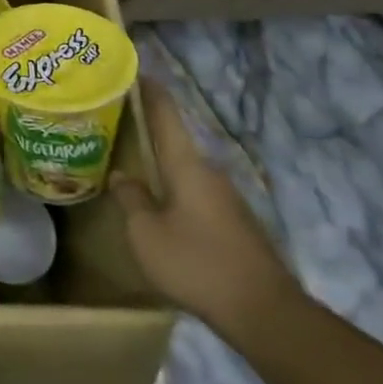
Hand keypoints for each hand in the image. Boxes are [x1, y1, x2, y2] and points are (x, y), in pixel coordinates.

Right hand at [110, 77, 301, 335]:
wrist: (266, 314)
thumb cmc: (197, 263)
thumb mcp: (146, 233)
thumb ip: (131, 200)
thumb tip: (123, 176)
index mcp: (186, 165)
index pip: (165, 115)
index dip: (149, 90)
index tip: (134, 69)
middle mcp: (209, 173)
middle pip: (174, 142)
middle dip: (146, 132)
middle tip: (116, 123)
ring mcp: (227, 200)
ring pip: (185, 171)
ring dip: (160, 166)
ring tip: (131, 165)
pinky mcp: (235, 225)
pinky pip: (196, 195)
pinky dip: (174, 190)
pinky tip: (159, 206)